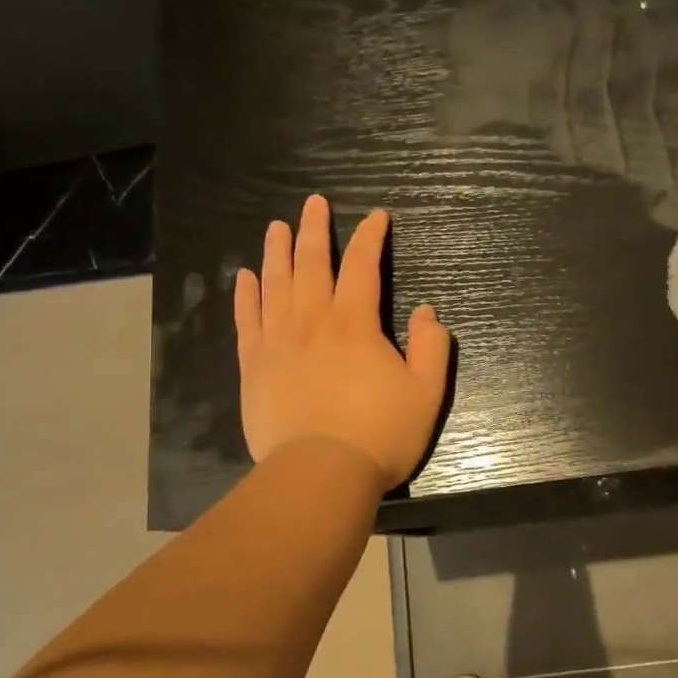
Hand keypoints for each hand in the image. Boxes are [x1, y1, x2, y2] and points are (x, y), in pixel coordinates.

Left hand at [235, 195, 450, 489]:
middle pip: (311, 264)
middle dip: (315, 230)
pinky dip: (247, 295)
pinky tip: (245, 277)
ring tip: (276, 227)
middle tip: (313, 203)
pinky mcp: (254, 366)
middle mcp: (312, 321)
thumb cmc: (380, 432)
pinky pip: (248, 320)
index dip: (370, 237)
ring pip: (275, 284)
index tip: (376, 216)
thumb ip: (432, 346)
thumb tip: (429, 311)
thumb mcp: (426, 392)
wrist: (320, 474)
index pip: (362, 266)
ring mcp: (278, 342)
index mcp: (355, 323)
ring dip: (277, 252)